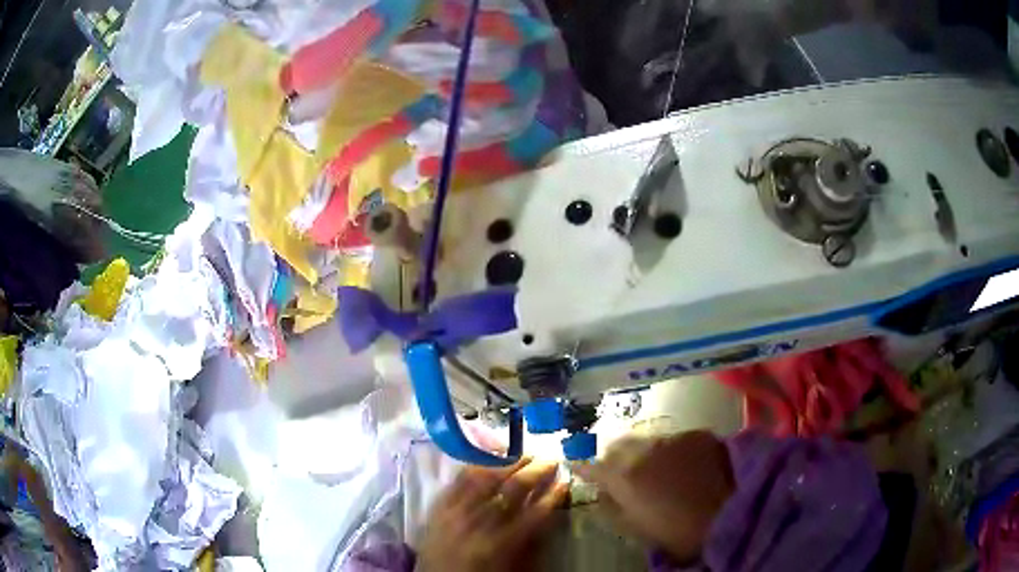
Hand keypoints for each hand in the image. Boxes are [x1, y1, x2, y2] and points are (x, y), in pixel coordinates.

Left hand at [417, 458, 567, 571]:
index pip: (534, 514)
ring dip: (507, 462)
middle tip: (551, 460)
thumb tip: (550, 515)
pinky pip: (458, 480)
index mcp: (499, 545)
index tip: (565, 482)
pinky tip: (491, 459)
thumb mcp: (513, 568)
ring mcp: (454, 512)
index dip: (553, 496)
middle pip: (510, 489)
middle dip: (535, 471)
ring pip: (484, 477)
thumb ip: (532, 544)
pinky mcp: (438, 507)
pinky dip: (477, 466)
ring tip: (524, 453)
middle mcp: (477, 524)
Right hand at [574, 431, 734, 563]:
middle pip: (618, 446)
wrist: (730, 511)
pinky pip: (676, 439)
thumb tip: (601, 494)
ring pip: (648, 440)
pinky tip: (686, 464)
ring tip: (659, 467)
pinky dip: (674, 450)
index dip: (582, 467)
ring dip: (646, 452)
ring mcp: (672, 439)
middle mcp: (643, 451)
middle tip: (622, 470)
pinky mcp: (697, 434)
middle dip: (615, 456)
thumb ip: (614, 509)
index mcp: (624, 478)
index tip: (574, 464)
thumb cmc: (678, 530)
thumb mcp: (638, 529)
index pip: (592, 467)